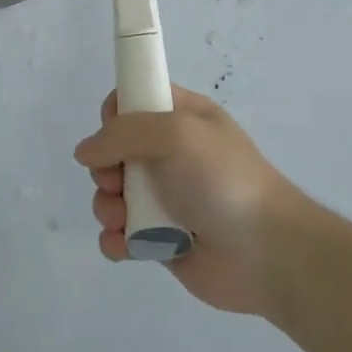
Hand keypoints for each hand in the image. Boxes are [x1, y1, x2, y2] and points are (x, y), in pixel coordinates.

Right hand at [73, 85, 312, 315]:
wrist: (266, 253)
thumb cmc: (222, 180)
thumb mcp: (175, 134)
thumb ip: (123, 133)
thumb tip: (85, 150)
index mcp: (182, 116)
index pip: (135, 98)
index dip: (116, 113)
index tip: (113, 131)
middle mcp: (172, 153)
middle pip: (115, 149)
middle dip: (104, 167)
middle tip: (116, 182)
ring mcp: (166, 197)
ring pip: (113, 193)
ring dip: (107, 206)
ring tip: (123, 221)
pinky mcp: (162, 239)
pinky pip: (122, 234)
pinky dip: (116, 240)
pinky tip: (126, 247)